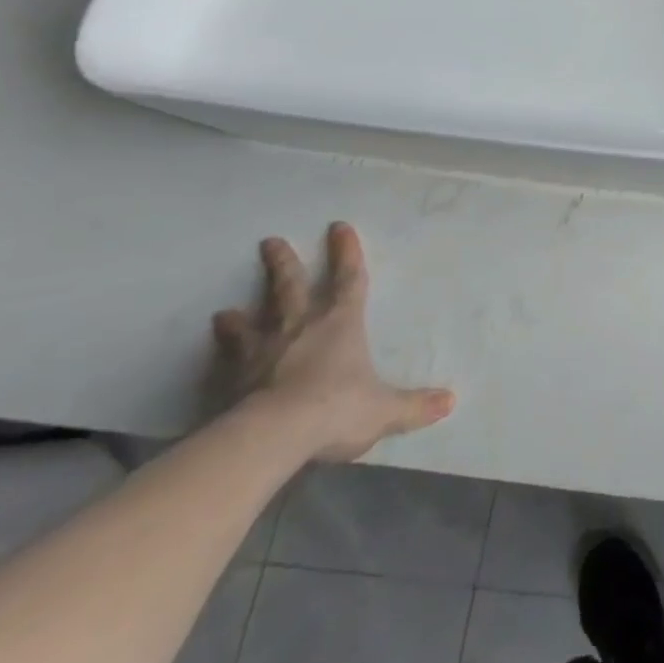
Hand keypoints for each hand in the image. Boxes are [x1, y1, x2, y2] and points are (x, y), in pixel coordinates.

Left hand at [211, 222, 455, 462]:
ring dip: (241, 316)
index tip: (338, 227)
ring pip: (251, 324)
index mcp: (341, 324)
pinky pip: (227, 361)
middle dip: (283, 264)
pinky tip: (213, 352)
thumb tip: (450, 402)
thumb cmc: (336, 409)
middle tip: (270, 242)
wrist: (272, 436)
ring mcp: (263, 353)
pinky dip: (222, 353)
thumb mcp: (384, 410)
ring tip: (225, 312)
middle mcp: (301, 328)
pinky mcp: (234, 381)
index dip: (346, 253)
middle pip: (290, 288)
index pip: (348, 279)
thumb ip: (414, 405)